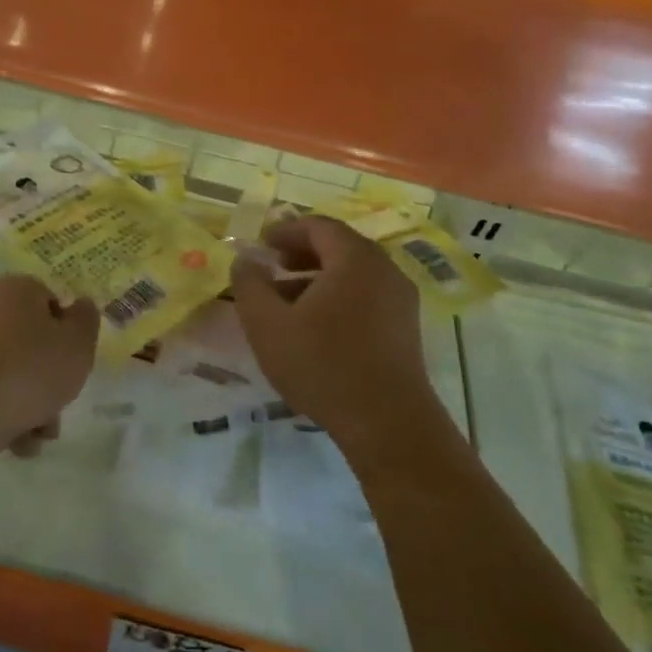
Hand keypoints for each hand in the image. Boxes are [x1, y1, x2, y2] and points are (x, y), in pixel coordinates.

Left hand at [0, 276, 98, 481]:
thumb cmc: (27, 371)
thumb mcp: (77, 345)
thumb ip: (86, 321)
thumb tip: (80, 305)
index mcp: (16, 287)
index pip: (51, 302)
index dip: (67, 335)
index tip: (73, 365)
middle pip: (29, 339)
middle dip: (47, 376)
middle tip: (57, 407)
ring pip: (8, 367)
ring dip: (27, 399)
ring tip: (36, 435)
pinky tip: (13, 439)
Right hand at [230, 217, 442, 456]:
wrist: (388, 424)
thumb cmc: (323, 365)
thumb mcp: (268, 325)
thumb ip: (249, 285)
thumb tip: (245, 259)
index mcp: (355, 259)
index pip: (318, 226)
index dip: (286, 231)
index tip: (261, 245)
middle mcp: (384, 270)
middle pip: (339, 247)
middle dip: (302, 254)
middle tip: (273, 268)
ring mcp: (401, 300)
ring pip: (354, 275)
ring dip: (318, 279)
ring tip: (287, 303)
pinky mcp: (406, 329)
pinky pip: (368, 297)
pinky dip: (339, 298)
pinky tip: (316, 328)